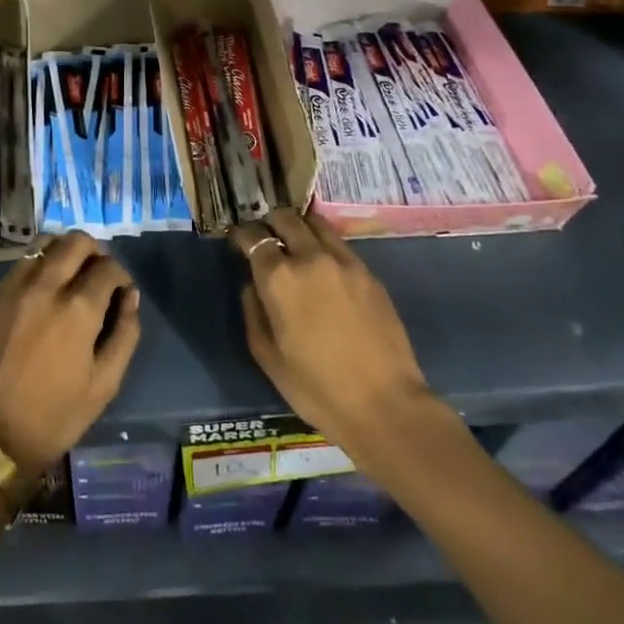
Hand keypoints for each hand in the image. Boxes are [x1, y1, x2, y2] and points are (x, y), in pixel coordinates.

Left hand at [0, 232, 140, 475]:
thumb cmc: (55, 415)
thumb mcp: (105, 383)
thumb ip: (125, 333)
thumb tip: (130, 296)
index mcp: (79, 309)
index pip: (109, 267)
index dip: (121, 276)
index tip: (121, 293)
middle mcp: (47, 286)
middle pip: (77, 241)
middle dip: (95, 252)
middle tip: (98, 276)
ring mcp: (16, 287)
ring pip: (46, 243)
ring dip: (65, 251)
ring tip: (71, 276)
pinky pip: (23, 262)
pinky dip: (40, 264)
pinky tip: (45, 288)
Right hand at [231, 210, 433, 473]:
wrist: (385, 405)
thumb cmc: (316, 388)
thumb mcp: (268, 357)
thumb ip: (253, 313)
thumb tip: (252, 286)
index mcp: (279, 278)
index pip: (254, 237)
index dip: (242, 235)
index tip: (238, 241)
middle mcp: (310, 258)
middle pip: (285, 219)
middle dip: (270, 222)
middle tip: (266, 236)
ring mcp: (344, 262)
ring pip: (315, 224)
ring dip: (299, 227)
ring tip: (294, 242)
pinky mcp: (368, 273)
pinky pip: (339, 245)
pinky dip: (324, 245)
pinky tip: (323, 266)